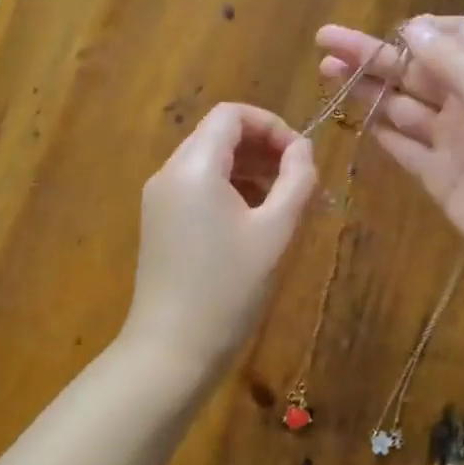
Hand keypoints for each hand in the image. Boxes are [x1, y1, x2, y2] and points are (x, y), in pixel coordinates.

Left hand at [122, 103, 317, 375]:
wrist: (172, 349)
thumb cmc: (229, 288)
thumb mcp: (274, 231)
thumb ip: (295, 181)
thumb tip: (304, 149)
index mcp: (194, 167)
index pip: (232, 115)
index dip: (272, 125)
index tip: (301, 157)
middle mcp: (169, 173)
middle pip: (218, 134)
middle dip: (263, 147)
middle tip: (298, 179)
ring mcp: (160, 199)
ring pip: (209, 160)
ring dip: (249, 168)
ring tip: (282, 200)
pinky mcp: (159, 222)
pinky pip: (197, 186)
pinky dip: (229, 188)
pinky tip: (254, 220)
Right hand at [315, 15, 463, 285]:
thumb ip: (453, 63)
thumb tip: (411, 26)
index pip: (454, 36)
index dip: (418, 30)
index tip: (383, 29)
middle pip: (417, 69)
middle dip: (374, 55)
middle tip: (325, 41)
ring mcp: (455, 141)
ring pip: (403, 106)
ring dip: (368, 89)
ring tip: (327, 71)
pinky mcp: (440, 177)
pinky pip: (404, 147)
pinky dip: (381, 132)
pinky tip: (353, 117)